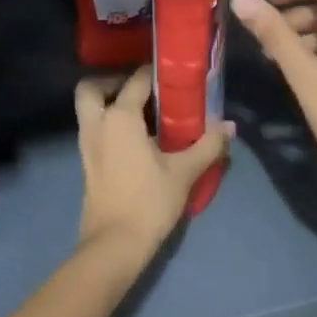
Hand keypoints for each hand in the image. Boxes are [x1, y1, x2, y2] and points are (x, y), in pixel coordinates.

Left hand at [75, 67, 230, 251]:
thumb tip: (229, 126)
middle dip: (112, 82)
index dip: (154, 73)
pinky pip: (94, 130)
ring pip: (89, 110)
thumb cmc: (149, 201)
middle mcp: (97, 124)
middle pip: (92, 88)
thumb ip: (208, 145)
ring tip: (143, 115)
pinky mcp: (87, 164)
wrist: (114, 243)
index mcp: (120, 117)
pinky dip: (109, 125)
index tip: (173, 74)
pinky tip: (136, 140)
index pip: (136, 81)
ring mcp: (87, 145)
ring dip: (108, 104)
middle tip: (142, 91)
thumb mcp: (184, 172)